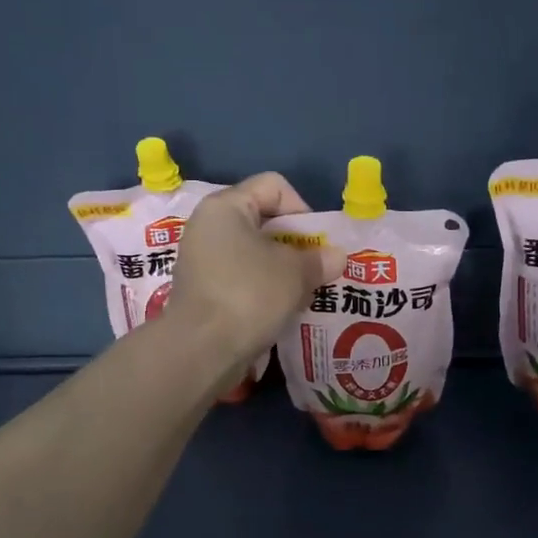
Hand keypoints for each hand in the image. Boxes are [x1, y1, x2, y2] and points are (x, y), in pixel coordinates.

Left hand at [165, 173, 345, 367]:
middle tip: (316, 270)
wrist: (201, 350)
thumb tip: (336, 257)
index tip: (315, 243)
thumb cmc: (249, 294)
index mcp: (226, 207)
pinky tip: (280, 310)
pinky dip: (263, 289)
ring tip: (301, 293)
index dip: (302, 209)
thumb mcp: (296, 273)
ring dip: (282, 270)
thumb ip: (319, 259)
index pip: (274, 186)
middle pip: (264, 220)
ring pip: (254, 253)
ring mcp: (202, 260)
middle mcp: (208, 226)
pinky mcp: (202, 291)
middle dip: (296, 244)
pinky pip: (242, 278)